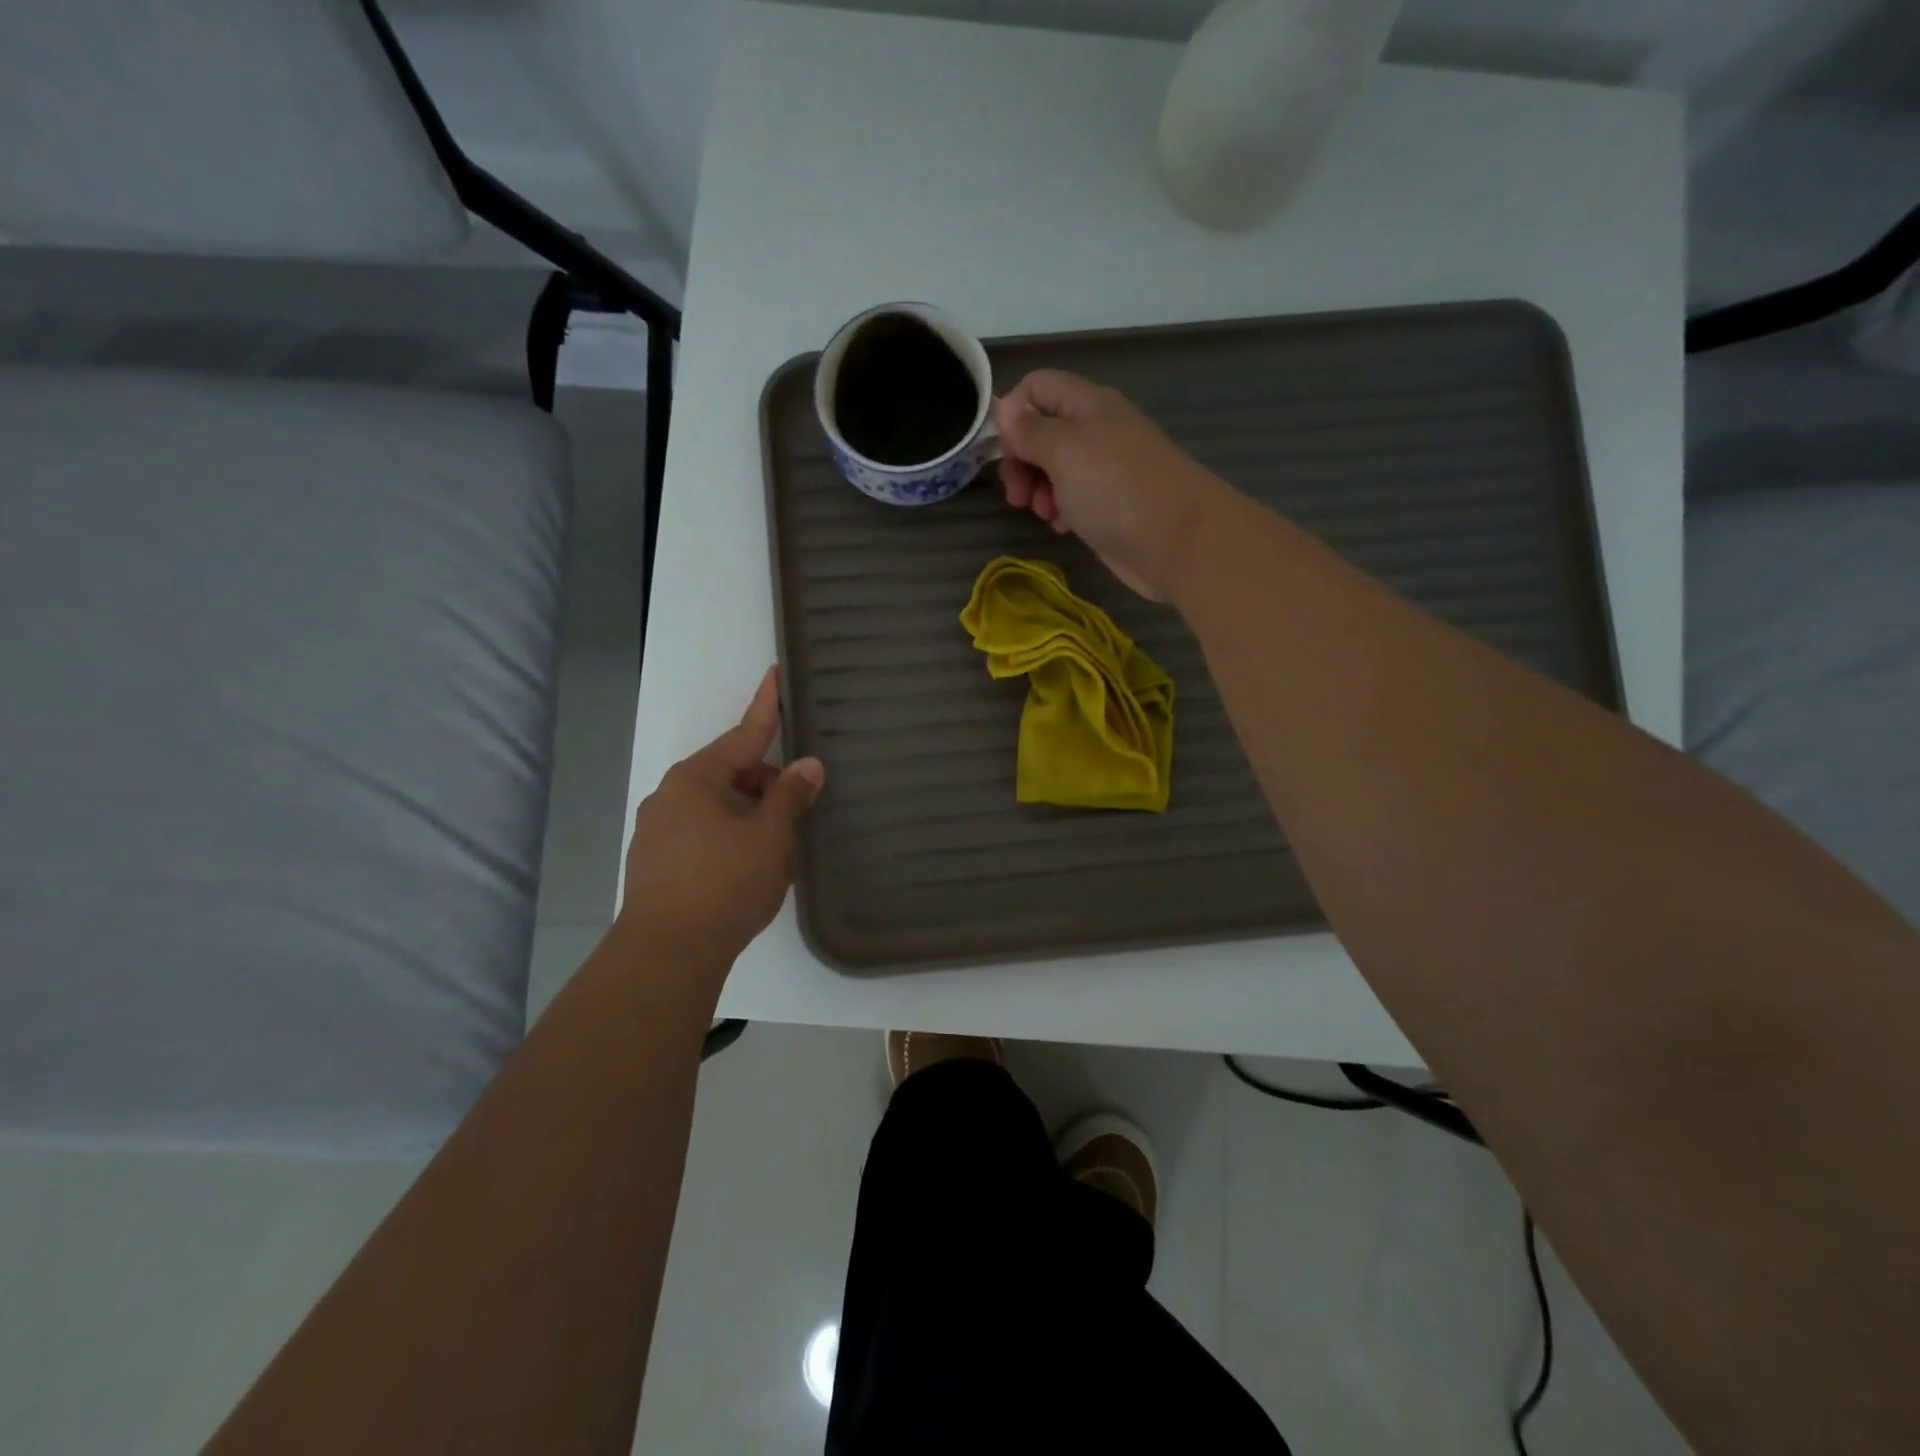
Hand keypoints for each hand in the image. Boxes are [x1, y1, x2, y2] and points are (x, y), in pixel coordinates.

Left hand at [618, 668, 825, 971]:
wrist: (667, 954)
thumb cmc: (725, 883)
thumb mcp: (770, 836)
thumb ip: (791, 796)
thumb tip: (808, 765)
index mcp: (697, 778)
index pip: (744, 734)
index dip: (766, 705)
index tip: (775, 673)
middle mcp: (671, 795)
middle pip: (732, 773)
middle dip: (768, 782)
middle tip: (802, 805)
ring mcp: (659, 830)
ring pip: (718, 806)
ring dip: (751, 813)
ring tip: (780, 844)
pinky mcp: (657, 862)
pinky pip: (704, 833)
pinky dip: (731, 836)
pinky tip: (749, 867)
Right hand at [994, 370, 1234, 600]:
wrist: (1178, 542)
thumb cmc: (1117, 489)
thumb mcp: (1065, 452)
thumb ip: (1031, 430)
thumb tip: (1006, 407)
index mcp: (1088, 405)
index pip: (1038, 387)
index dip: (1012, 412)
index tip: (1002, 450)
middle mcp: (1097, 431)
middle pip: (1043, 432)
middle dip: (1022, 461)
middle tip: (1016, 494)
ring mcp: (1105, 470)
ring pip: (1054, 469)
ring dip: (1039, 489)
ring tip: (1044, 513)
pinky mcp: (1109, 506)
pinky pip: (1072, 499)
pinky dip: (1061, 510)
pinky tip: (1063, 526)